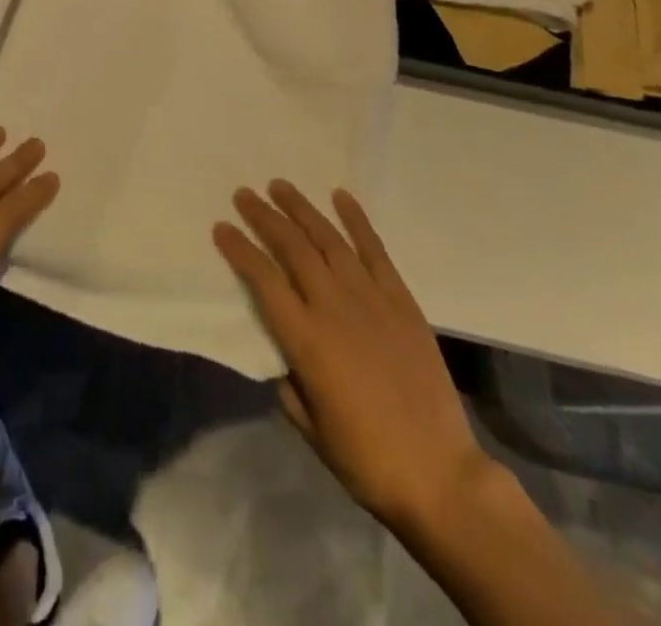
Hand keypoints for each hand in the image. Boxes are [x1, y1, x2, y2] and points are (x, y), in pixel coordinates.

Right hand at [213, 181, 493, 536]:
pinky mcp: (401, 301)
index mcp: (306, 339)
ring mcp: (371, 299)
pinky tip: (341, 197)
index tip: (221, 227)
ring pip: (329, 240)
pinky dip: (357, 221)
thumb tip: (281, 354)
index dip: (239, 249)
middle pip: (292, 248)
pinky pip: (375, 251)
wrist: (439, 474)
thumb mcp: (310, 428)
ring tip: (280, 185)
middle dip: (264, 217)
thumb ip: (288, 383)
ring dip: (302, 210)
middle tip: (244, 194)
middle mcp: (333, 307)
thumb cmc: (366, 459)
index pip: (263, 279)